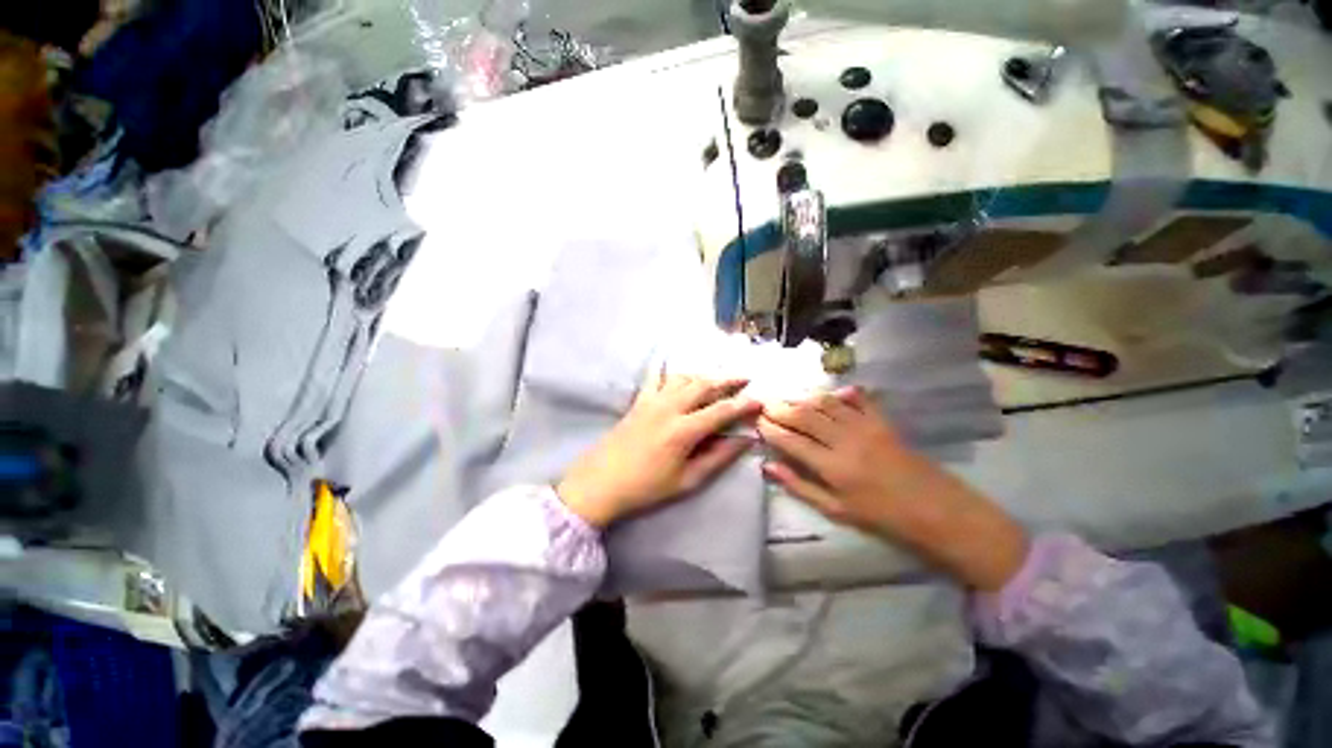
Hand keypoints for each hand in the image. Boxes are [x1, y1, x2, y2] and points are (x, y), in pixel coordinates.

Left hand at [556, 373, 760, 527]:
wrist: (600, 483)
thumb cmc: (645, 487)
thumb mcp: (687, 480)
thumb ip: (718, 458)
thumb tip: (746, 441)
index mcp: (683, 430)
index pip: (721, 411)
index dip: (743, 405)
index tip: (759, 400)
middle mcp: (669, 408)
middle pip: (704, 385)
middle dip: (727, 379)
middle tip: (745, 378)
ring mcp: (652, 401)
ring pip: (683, 377)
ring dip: (704, 374)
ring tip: (718, 376)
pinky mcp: (638, 401)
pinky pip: (655, 377)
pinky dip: (668, 369)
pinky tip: (674, 363)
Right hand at [757, 388, 1027, 590]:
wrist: (937, 511)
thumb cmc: (883, 517)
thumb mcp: (836, 511)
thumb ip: (800, 486)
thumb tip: (769, 466)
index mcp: (832, 467)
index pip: (791, 441)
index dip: (770, 429)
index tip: (757, 422)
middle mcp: (845, 441)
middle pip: (804, 416)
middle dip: (780, 408)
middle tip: (765, 404)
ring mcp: (865, 427)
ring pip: (825, 403)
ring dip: (802, 398)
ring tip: (787, 398)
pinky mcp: (882, 421)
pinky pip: (857, 399)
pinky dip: (840, 393)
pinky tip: (829, 394)